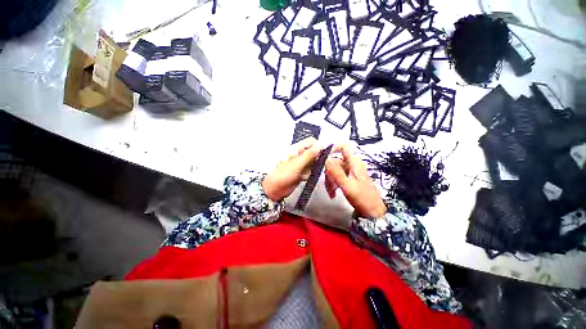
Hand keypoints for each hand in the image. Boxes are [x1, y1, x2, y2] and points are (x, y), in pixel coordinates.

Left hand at [262, 138, 321, 200]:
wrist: (274, 190)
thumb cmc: (282, 175)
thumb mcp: (296, 164)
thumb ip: (309, 155)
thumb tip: (320, 145)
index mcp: (296, 149)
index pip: (311, 142)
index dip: (319, 145)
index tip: (327, 152)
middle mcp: (299, 155)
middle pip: (314, 152)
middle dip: (320, 157)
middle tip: (324, 164)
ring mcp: (301, 165)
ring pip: (313, 162)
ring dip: (317, 166)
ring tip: (317, 171)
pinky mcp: (302, 173)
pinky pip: (311, 171)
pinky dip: (312, 173)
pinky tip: (311, 176)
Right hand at [325, 144, 386, 217]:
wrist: (373, 211)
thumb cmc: (362, 198)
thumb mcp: (347, 185)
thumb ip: (336, 172)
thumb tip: (326, 159)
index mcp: (354, 163)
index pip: (344, 148)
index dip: (333, 149)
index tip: (322, 157)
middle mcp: (352, 164)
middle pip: (335, 162)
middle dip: (329, 173)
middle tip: (328, 186)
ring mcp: (351, 172)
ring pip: (335, 170)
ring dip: (331, 181)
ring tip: (331, 192)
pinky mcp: (350, 178)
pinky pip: (338, 177)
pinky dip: (334, 183)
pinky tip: (333, 193)